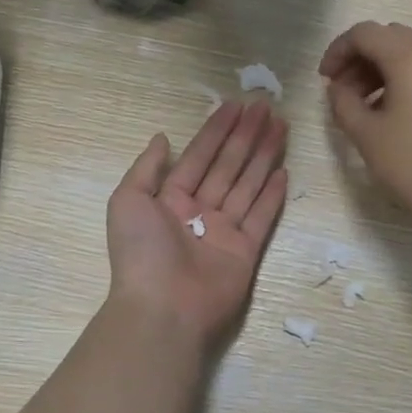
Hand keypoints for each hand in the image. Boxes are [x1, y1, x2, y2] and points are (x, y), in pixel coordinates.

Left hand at [106, 100, 288, 349]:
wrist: (164, 307)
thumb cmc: (142, 252)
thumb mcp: (128, 200)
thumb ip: (146, 167)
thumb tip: (162, 137)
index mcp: (170, 200)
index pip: (198, 157)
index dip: (216, 130)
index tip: (236, 105)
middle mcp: (198, 212)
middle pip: (227, 166)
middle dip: (246, 137)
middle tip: (266, 107)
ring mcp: (224, 232)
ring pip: (247, 185)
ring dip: (263, 156)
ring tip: (280, 127)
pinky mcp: (245, 251)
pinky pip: (261, 218)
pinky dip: (273, 196)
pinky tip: (284, 172)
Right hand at [320, 21, 411, 236]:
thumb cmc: (411, 166)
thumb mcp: (365, 134)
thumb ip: (343, 102)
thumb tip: (338, 88)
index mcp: (410, 59)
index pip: (365, 33)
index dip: (338, 50)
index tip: (324, 79)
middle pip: (389, 37)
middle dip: (360, 57)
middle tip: (342, 90)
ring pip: (410, 53)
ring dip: (381, 69)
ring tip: (363, 105)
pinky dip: (403, 79)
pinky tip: (392, 113)